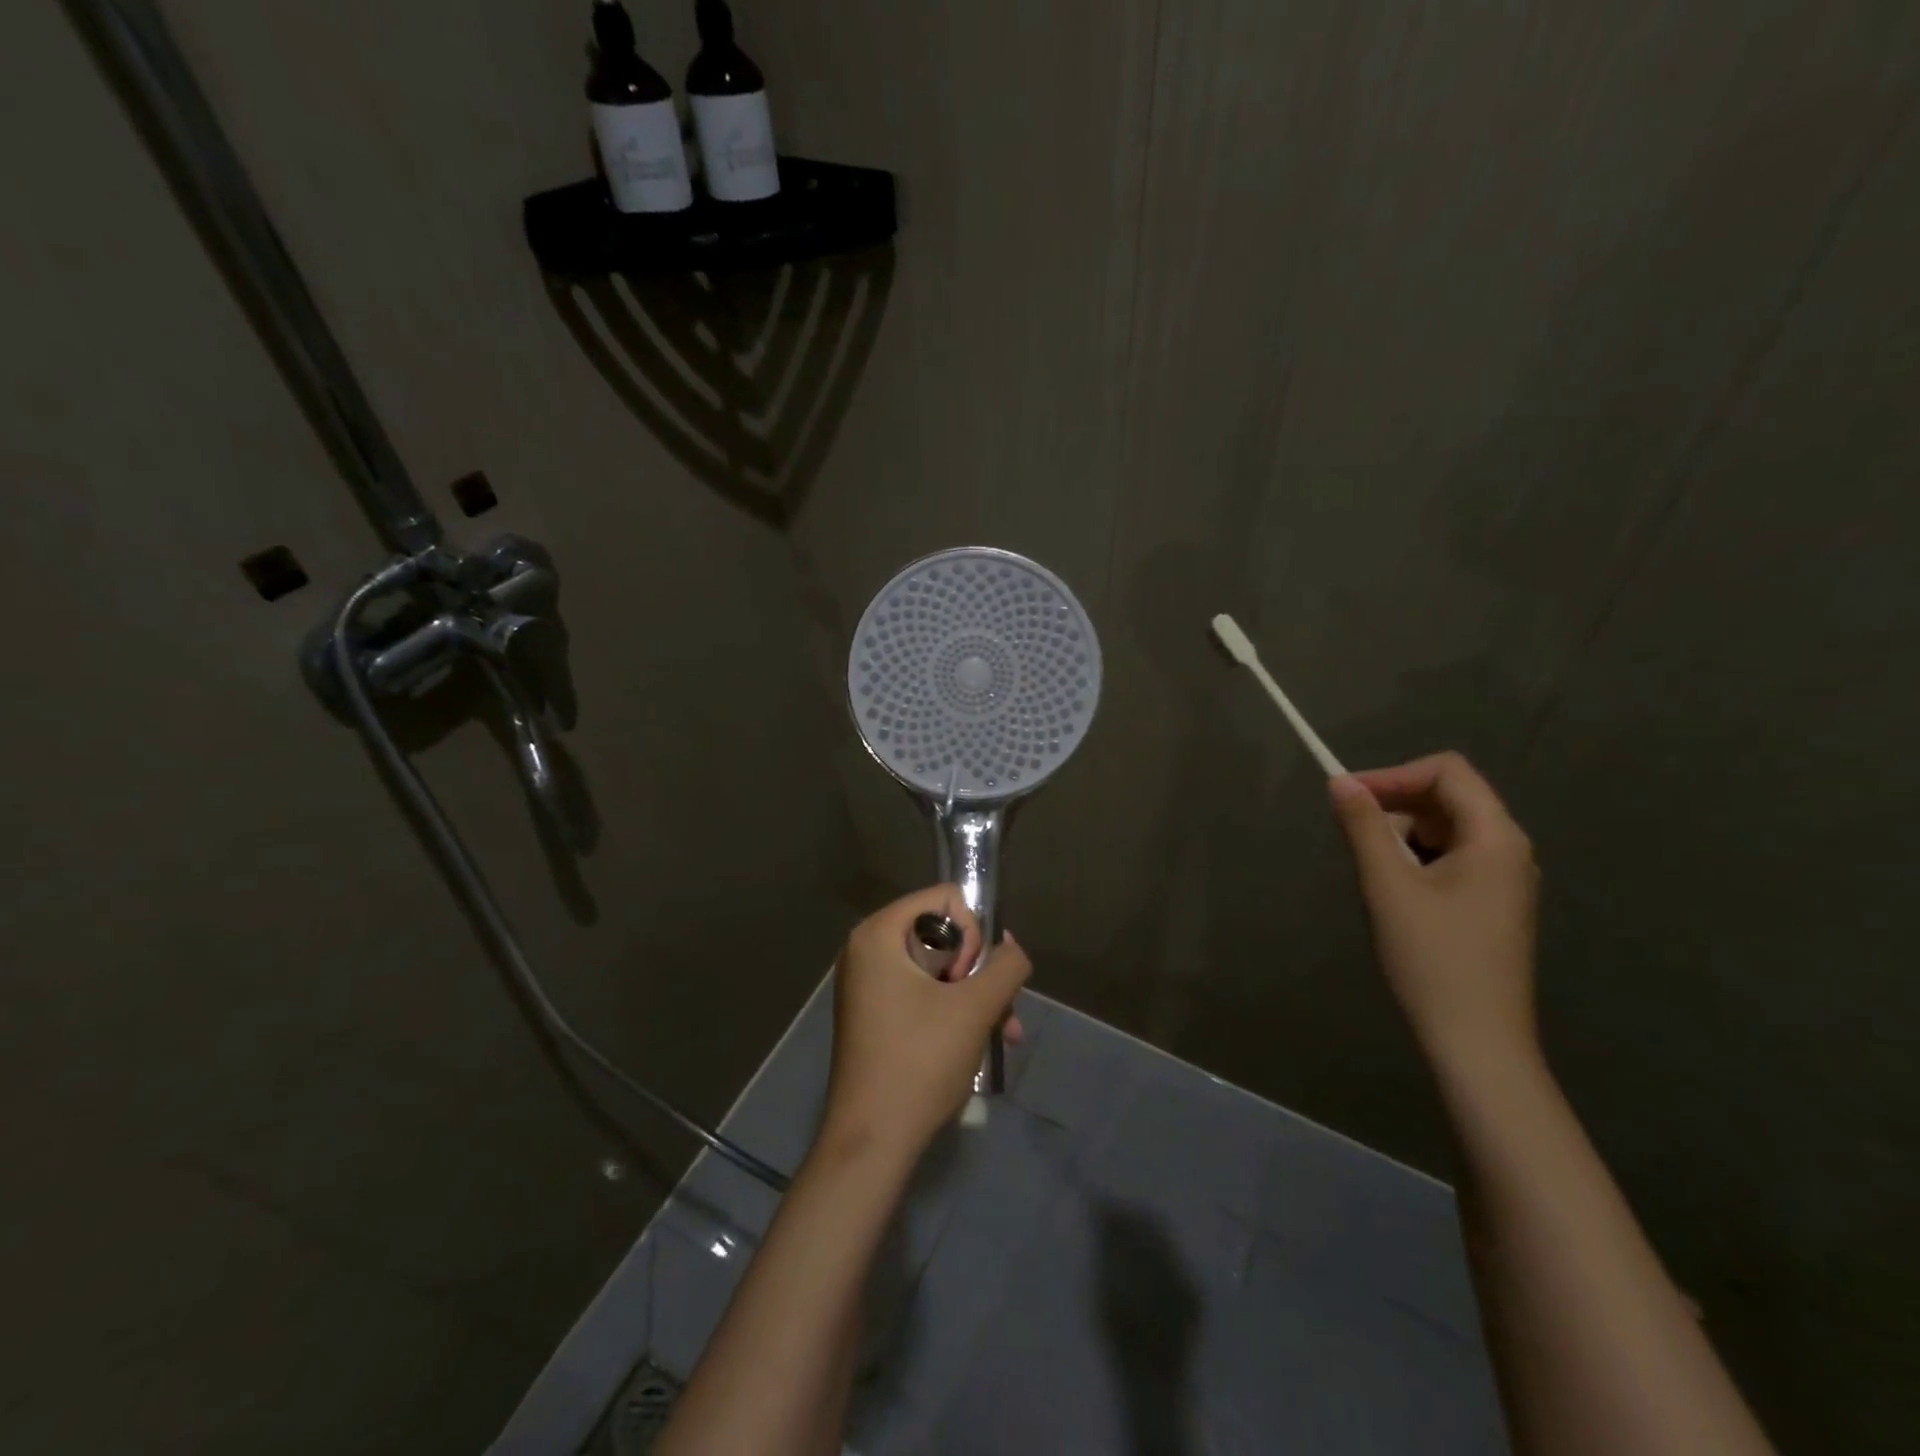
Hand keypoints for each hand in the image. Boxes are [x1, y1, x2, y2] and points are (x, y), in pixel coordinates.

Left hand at [821, 886, 1031, 1163]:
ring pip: (939, 969)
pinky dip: (954, 1012)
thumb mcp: (975, 1008)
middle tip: (994, 1010)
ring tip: (1005, 1035)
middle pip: (943, 935)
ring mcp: (869, 984)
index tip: (969, 979)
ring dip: (976, 997)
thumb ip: (1006, 966)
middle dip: (978, 972)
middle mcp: (868, 950)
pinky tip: (983, 1045)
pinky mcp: (876, 1014)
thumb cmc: (920, 1063)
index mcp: (879, 934)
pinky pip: (924, 994)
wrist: (871, 1141)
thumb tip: (1012, 946)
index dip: (971, 934)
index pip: (944, 898)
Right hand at [1329, 752, 1539, 1072]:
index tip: (1347, 797)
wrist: (1477, 1042)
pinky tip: (1395, 897)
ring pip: (1446, 831)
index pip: (1447, 771)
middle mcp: (1509, 850)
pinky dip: (1417, 862)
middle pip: (1448, 798)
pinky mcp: (1493, 905)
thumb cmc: (1432, 958)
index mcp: (1495, 838)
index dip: (1393, 775)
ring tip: (1373, 876)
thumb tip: (1340, 782)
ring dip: (1402, 838)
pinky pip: (1452, 860)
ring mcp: (1505, 880)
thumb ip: (1363, 827)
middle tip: (1353, 840)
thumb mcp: (1387, 886)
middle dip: (1395, 808)